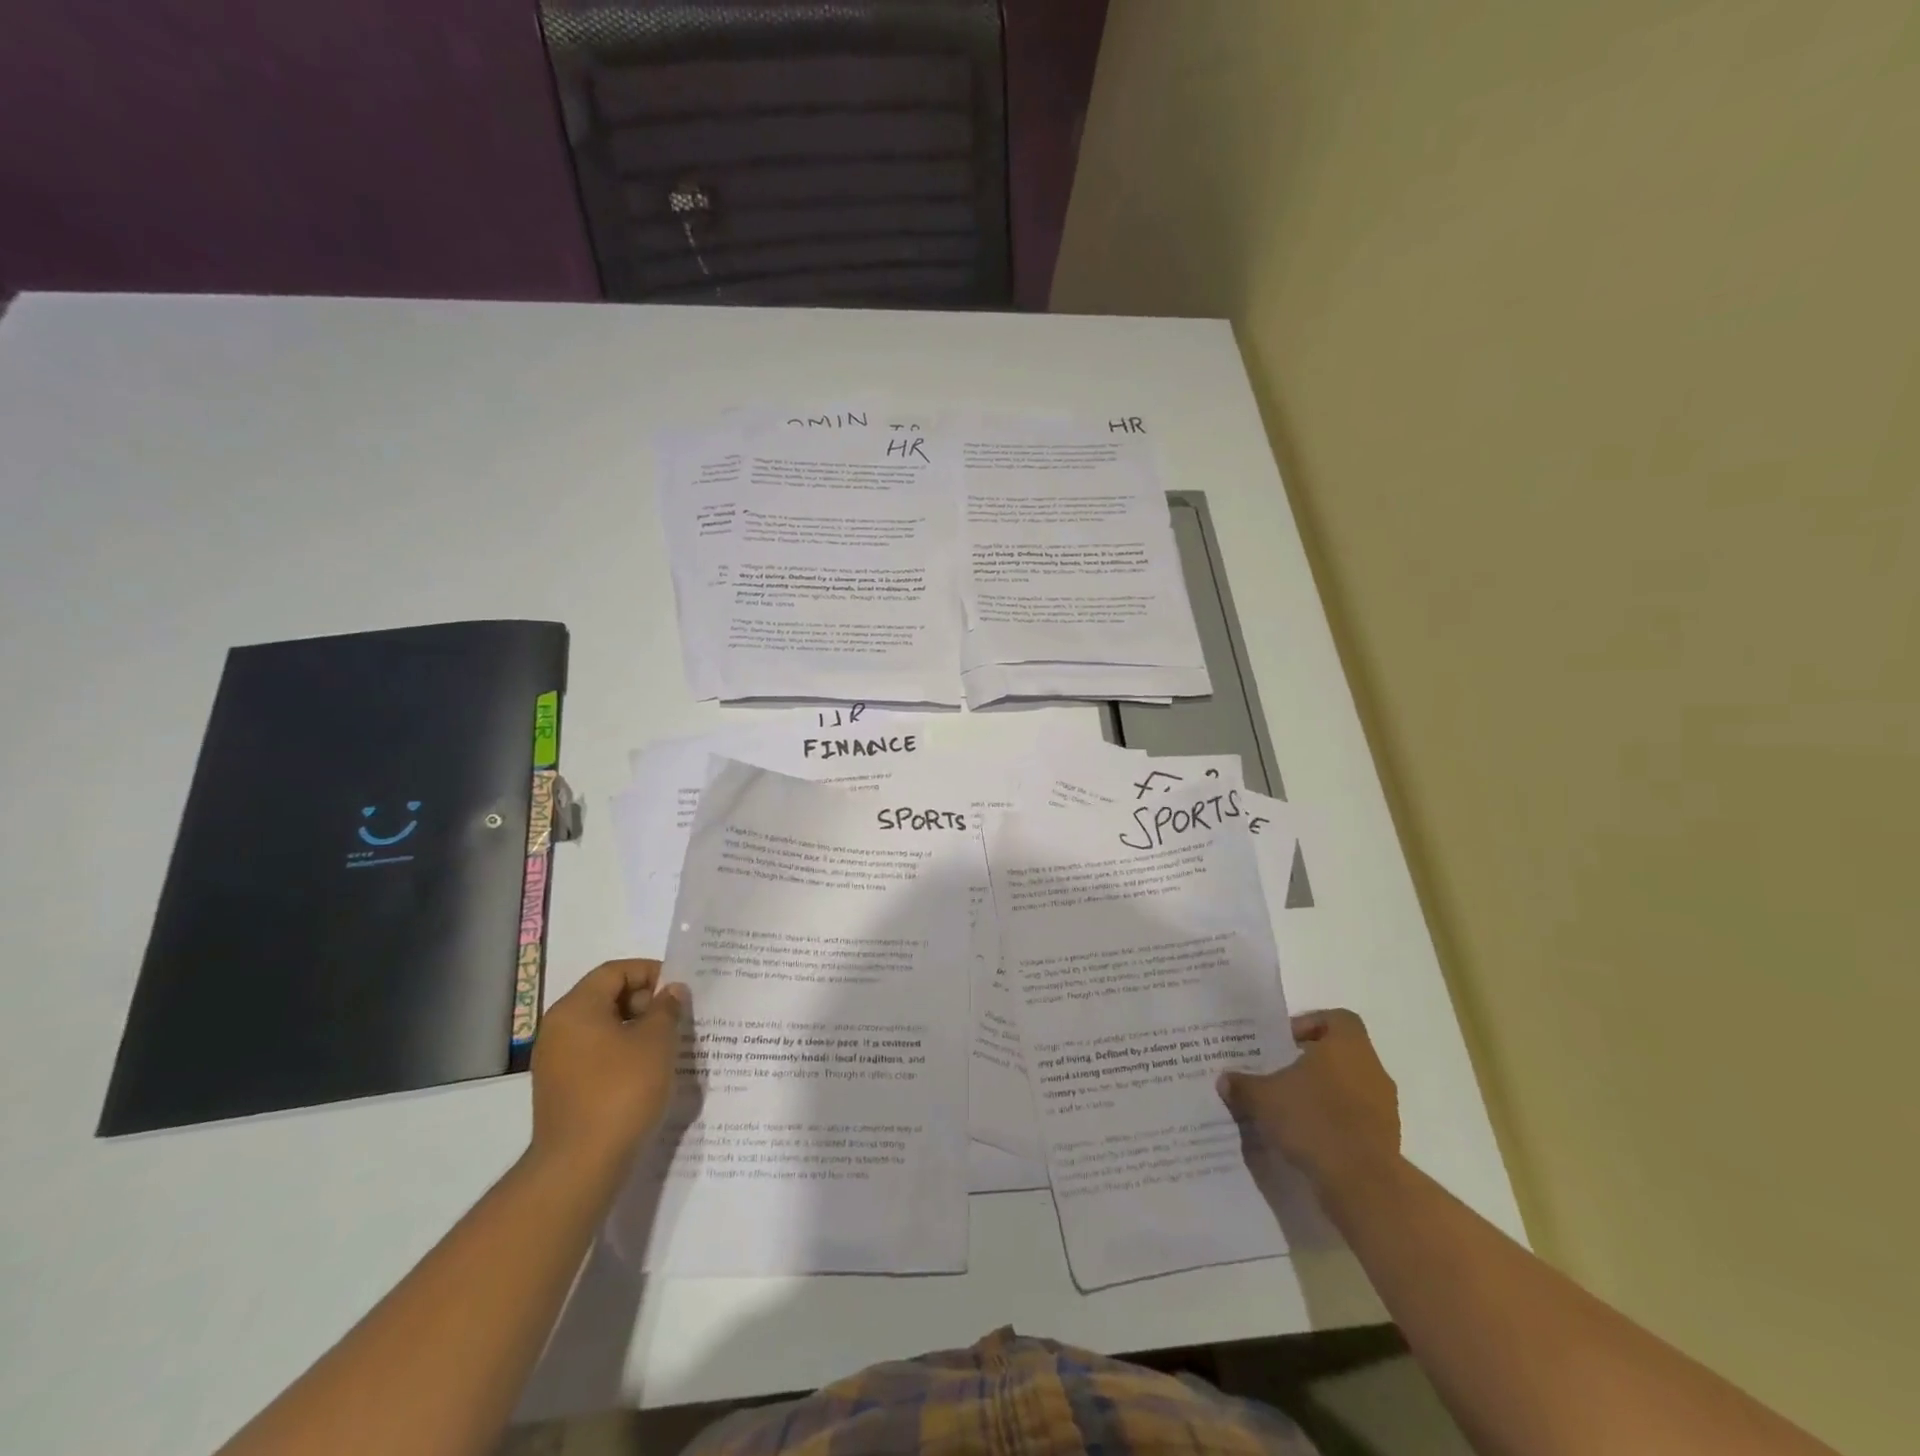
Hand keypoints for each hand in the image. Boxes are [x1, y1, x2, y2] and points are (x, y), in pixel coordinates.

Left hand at [530, 958, 687, 1177]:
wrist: (580, 1166)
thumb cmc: (622, 1091)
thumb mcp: (656, 1042)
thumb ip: (666, 1009)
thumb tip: (670, 992)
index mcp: (576, 1009)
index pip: (615, 971)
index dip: (650, 973)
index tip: (679, 990)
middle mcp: (558, 1029)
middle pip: (606, 997)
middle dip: (645, 1002)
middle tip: (677, 1018)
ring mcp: (556, 1062)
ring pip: (603, 1029)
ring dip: (637, 1031)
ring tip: (668, 1046)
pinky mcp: (562, 1090)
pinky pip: (597, 1057)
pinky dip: (623, 1055)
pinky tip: (648, 1074)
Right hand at [1218, 1009, 1400, 1191]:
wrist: (1362, 1183)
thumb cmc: (1313, 1120)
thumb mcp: (1263, 1098)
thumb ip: (1243, 1085)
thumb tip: (1225, 1079)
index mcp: (1347, 1046)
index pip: (1336, 1019)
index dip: (1310, 1024)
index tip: (1285, 1042)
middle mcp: (1371, 1069)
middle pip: (1341, 1053)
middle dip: (1311, 1062)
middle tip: (1280, 1074)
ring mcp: (1384, 1106)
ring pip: (1349, 1086)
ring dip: (1323, 1093)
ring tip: (1290, 1108)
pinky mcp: (1386, 1138)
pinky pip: (1356, 1118)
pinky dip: (1334, 1121)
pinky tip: (1307, 1136)